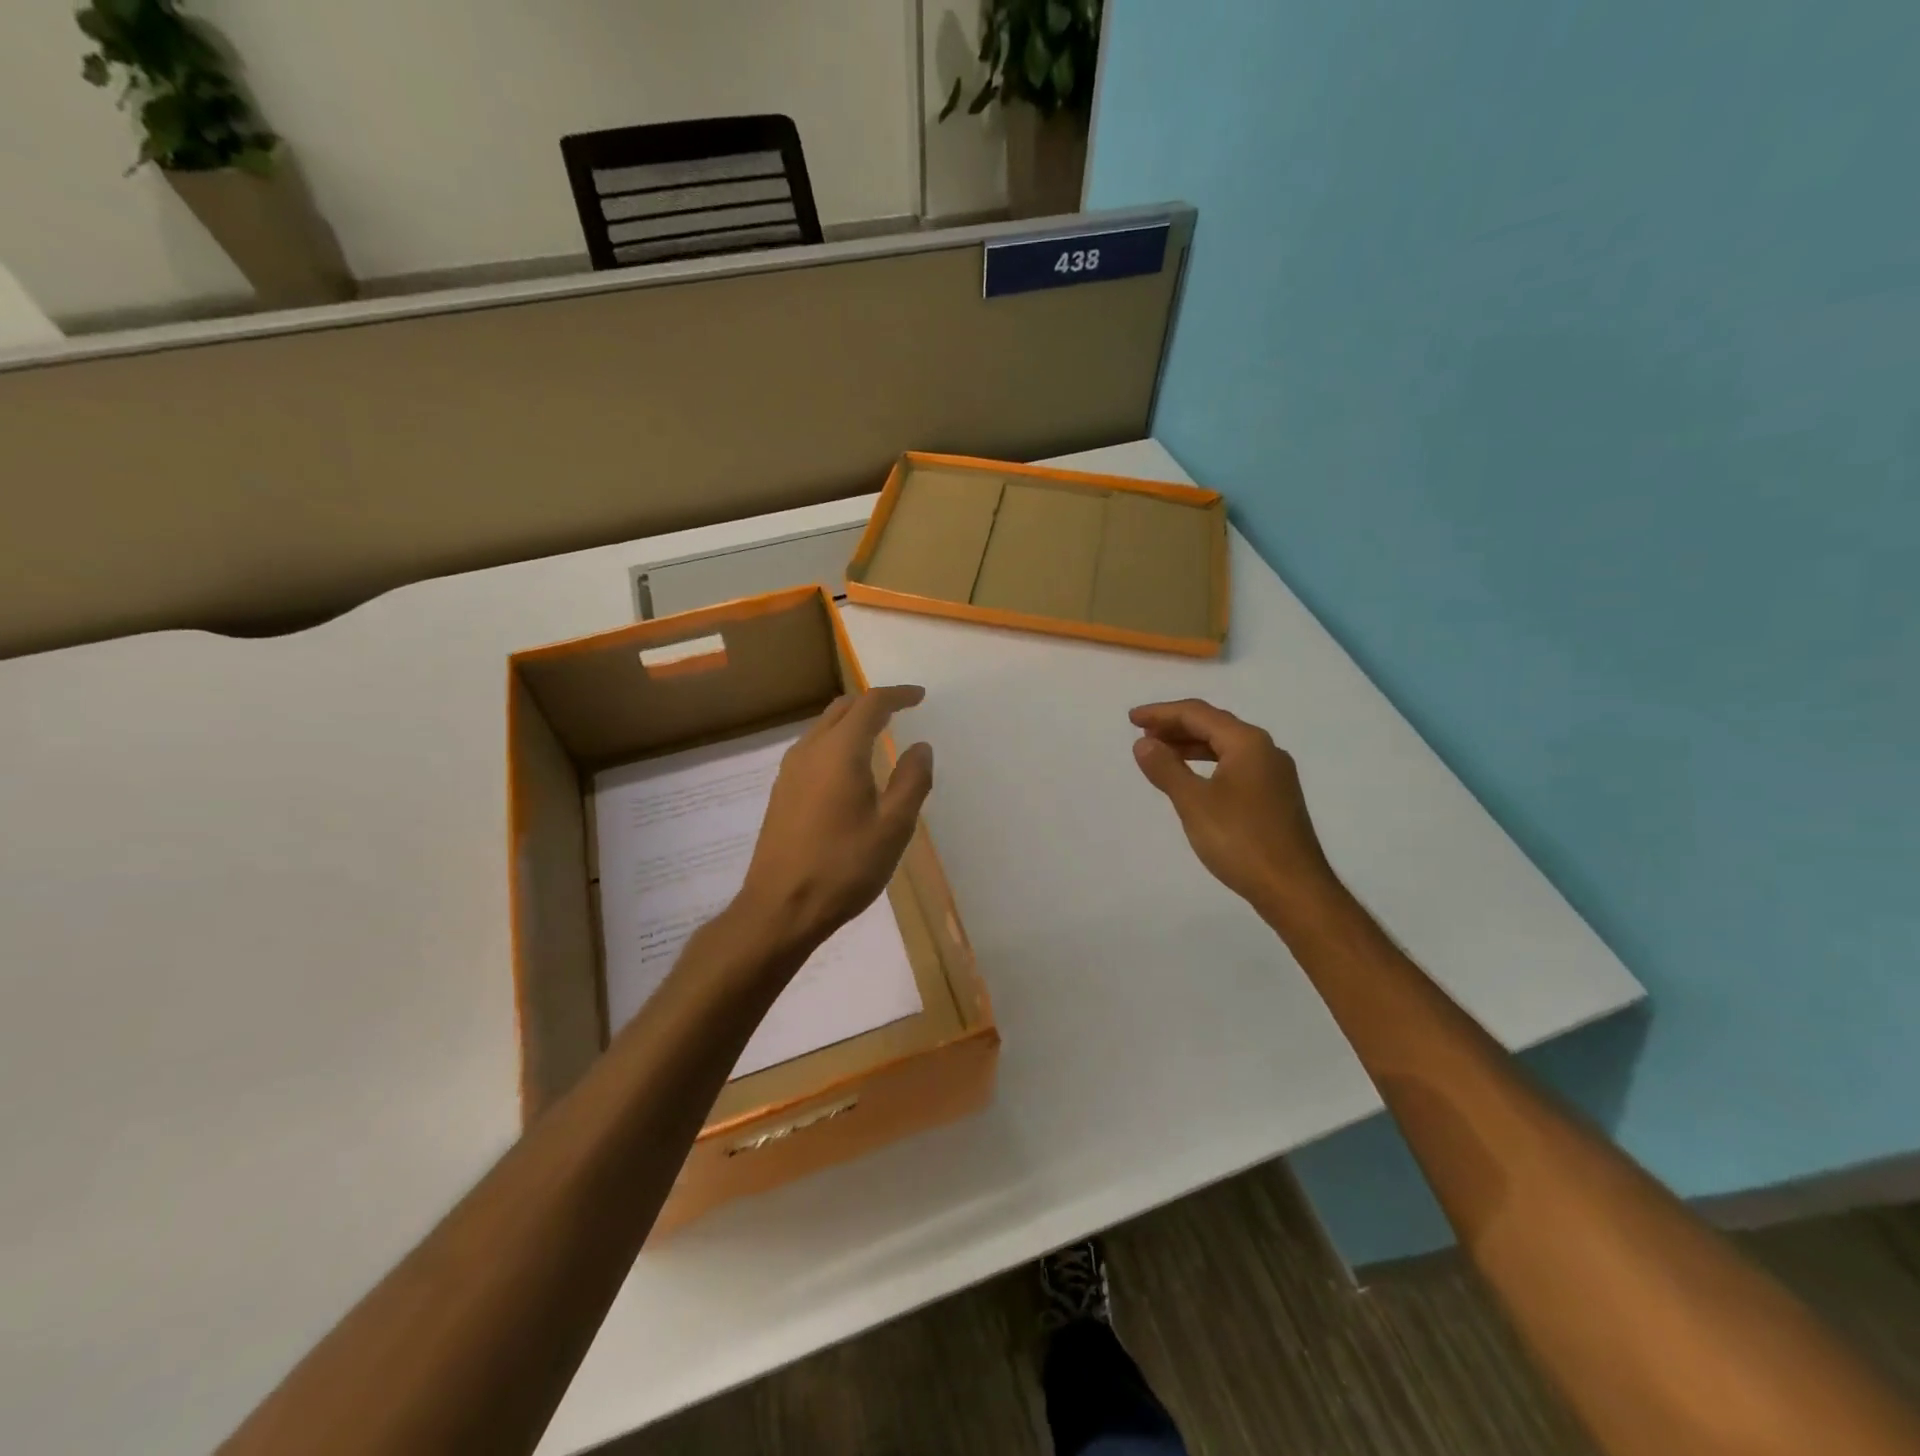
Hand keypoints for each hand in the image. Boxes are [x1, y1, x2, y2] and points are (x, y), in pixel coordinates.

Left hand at [738, 686, 933, 950]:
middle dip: (873, 703)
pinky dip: (836, 742)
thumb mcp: (893, 827)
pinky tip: (849, 769)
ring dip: (852, 722)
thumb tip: (920, 747)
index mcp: (840, 751)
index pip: (871, 704)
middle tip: (901, 711)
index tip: (920, 697)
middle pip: (842, 709)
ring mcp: (790, 771)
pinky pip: (812, 749)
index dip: (898, 695)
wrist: (780, 907)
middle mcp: (810, 750)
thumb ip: (912, 781)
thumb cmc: (844, 867)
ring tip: (879, 737)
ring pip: (823, 727)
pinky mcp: (781, 792)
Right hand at [1129, 698, 1338, 917]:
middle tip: (1142, 733)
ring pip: (1225, 746)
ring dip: (1190, 745)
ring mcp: (1273, 774)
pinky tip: (1192, 779)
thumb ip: (1166, 768)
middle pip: (1214, 725)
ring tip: (1160, 753)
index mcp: (1247, 743)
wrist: (1293, 889)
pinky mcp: (1275, 796)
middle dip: (1175, 726)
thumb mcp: (1194, 802)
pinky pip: (1234, 765)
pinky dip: (1207, 763)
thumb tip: (1143, 742)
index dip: (1161, 712)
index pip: (1198, 714)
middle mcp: (1265, 750)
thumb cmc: (1241, 841)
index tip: (1130, 719)